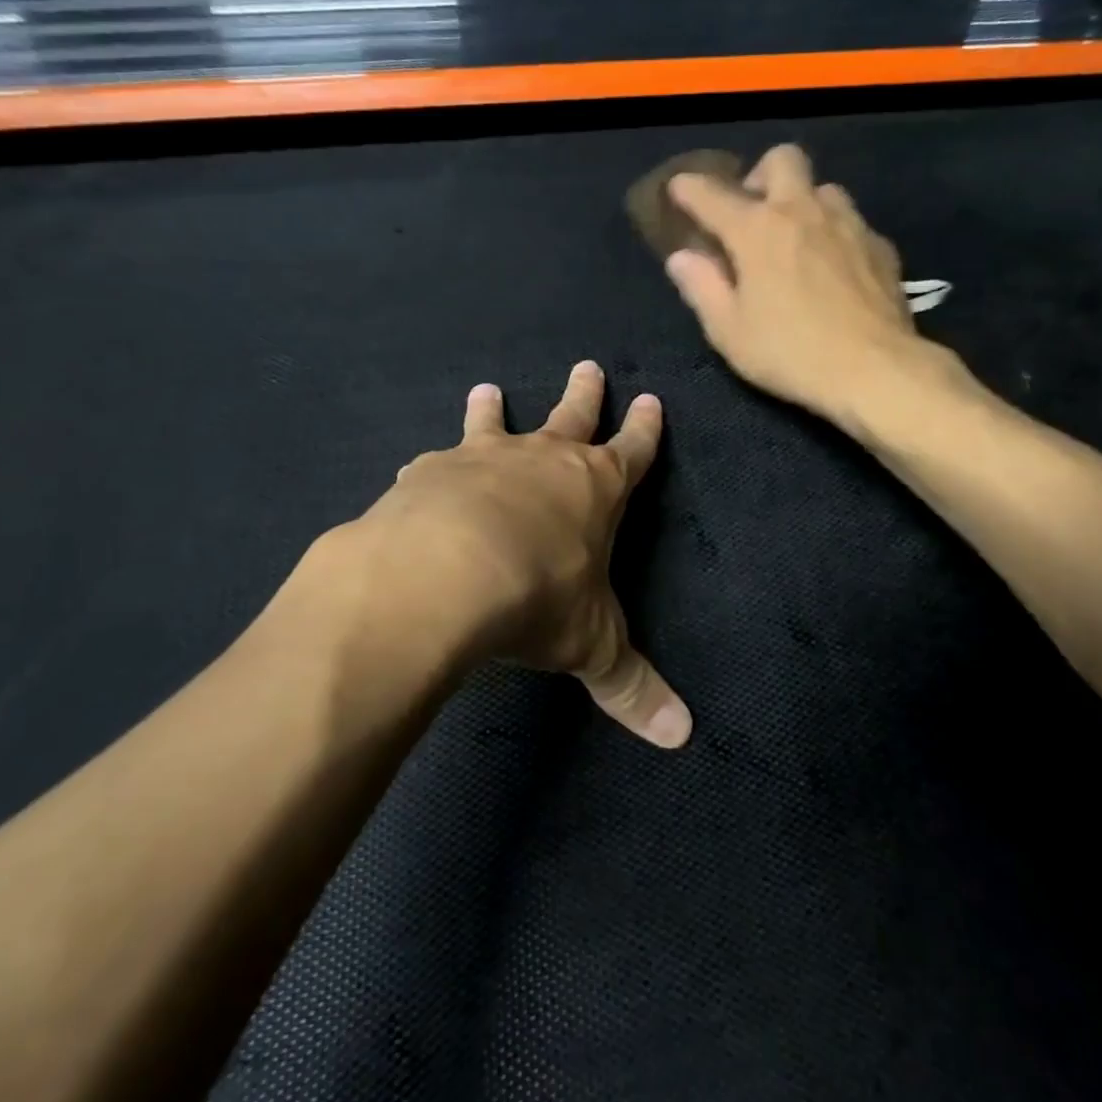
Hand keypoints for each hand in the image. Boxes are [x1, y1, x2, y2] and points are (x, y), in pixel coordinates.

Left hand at [354, 360, 690, 747]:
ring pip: (496, 423)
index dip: (645, 429)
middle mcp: (544, 461)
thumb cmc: (537, 599)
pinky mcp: (431, 472)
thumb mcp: (591, 646)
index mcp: (596, 489)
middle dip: (585, 394)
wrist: (444, 574)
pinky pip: (436, 461)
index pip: (634, 451)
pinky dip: (434, 463)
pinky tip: (419, 465)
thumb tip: (682, 737)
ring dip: (495, 408)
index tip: (652, 400)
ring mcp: (485, 460)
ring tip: (487, 388)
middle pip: (573, 415)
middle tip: (587, 363)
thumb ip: (632, 687)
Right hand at [663, 144, 921, 420]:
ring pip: (824, 188)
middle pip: (782, 160)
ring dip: (804, 204)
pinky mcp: (880, 247)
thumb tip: (682, 257)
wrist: (874, 369)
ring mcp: (848, 224)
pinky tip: (834, 270)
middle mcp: (803, 211)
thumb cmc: (789, 353)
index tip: (679, 189)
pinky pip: (852, 224)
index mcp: (757, 229)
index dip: (690, 189)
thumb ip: (702, 288)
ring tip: (797, 242)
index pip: (713, 195)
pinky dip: (835, 236)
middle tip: (753, 215)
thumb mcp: (729, 332)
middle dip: (760, 176)